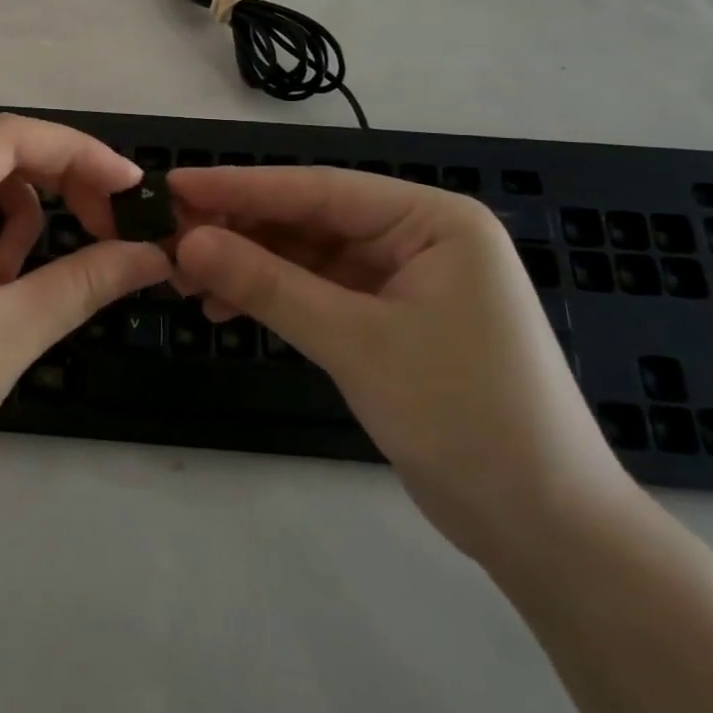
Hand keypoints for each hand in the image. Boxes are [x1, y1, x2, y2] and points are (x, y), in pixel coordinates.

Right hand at [169, 167, 638, 564]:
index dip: (240, 186)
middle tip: (169, 242)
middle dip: (238, 232)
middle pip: (307, 219)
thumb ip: (268, 285)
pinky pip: (315, 291)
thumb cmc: (464, 416)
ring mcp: (400, 278)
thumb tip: (186, 243)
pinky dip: (270, 298)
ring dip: (247, 267)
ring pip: (304, 256)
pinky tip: (225, 310)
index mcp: (431, 220)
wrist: (543, 528)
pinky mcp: (386, 318)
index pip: (318, 189)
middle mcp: (416, 237)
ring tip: (187, 282)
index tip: (175, 183)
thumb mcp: (356, 342)